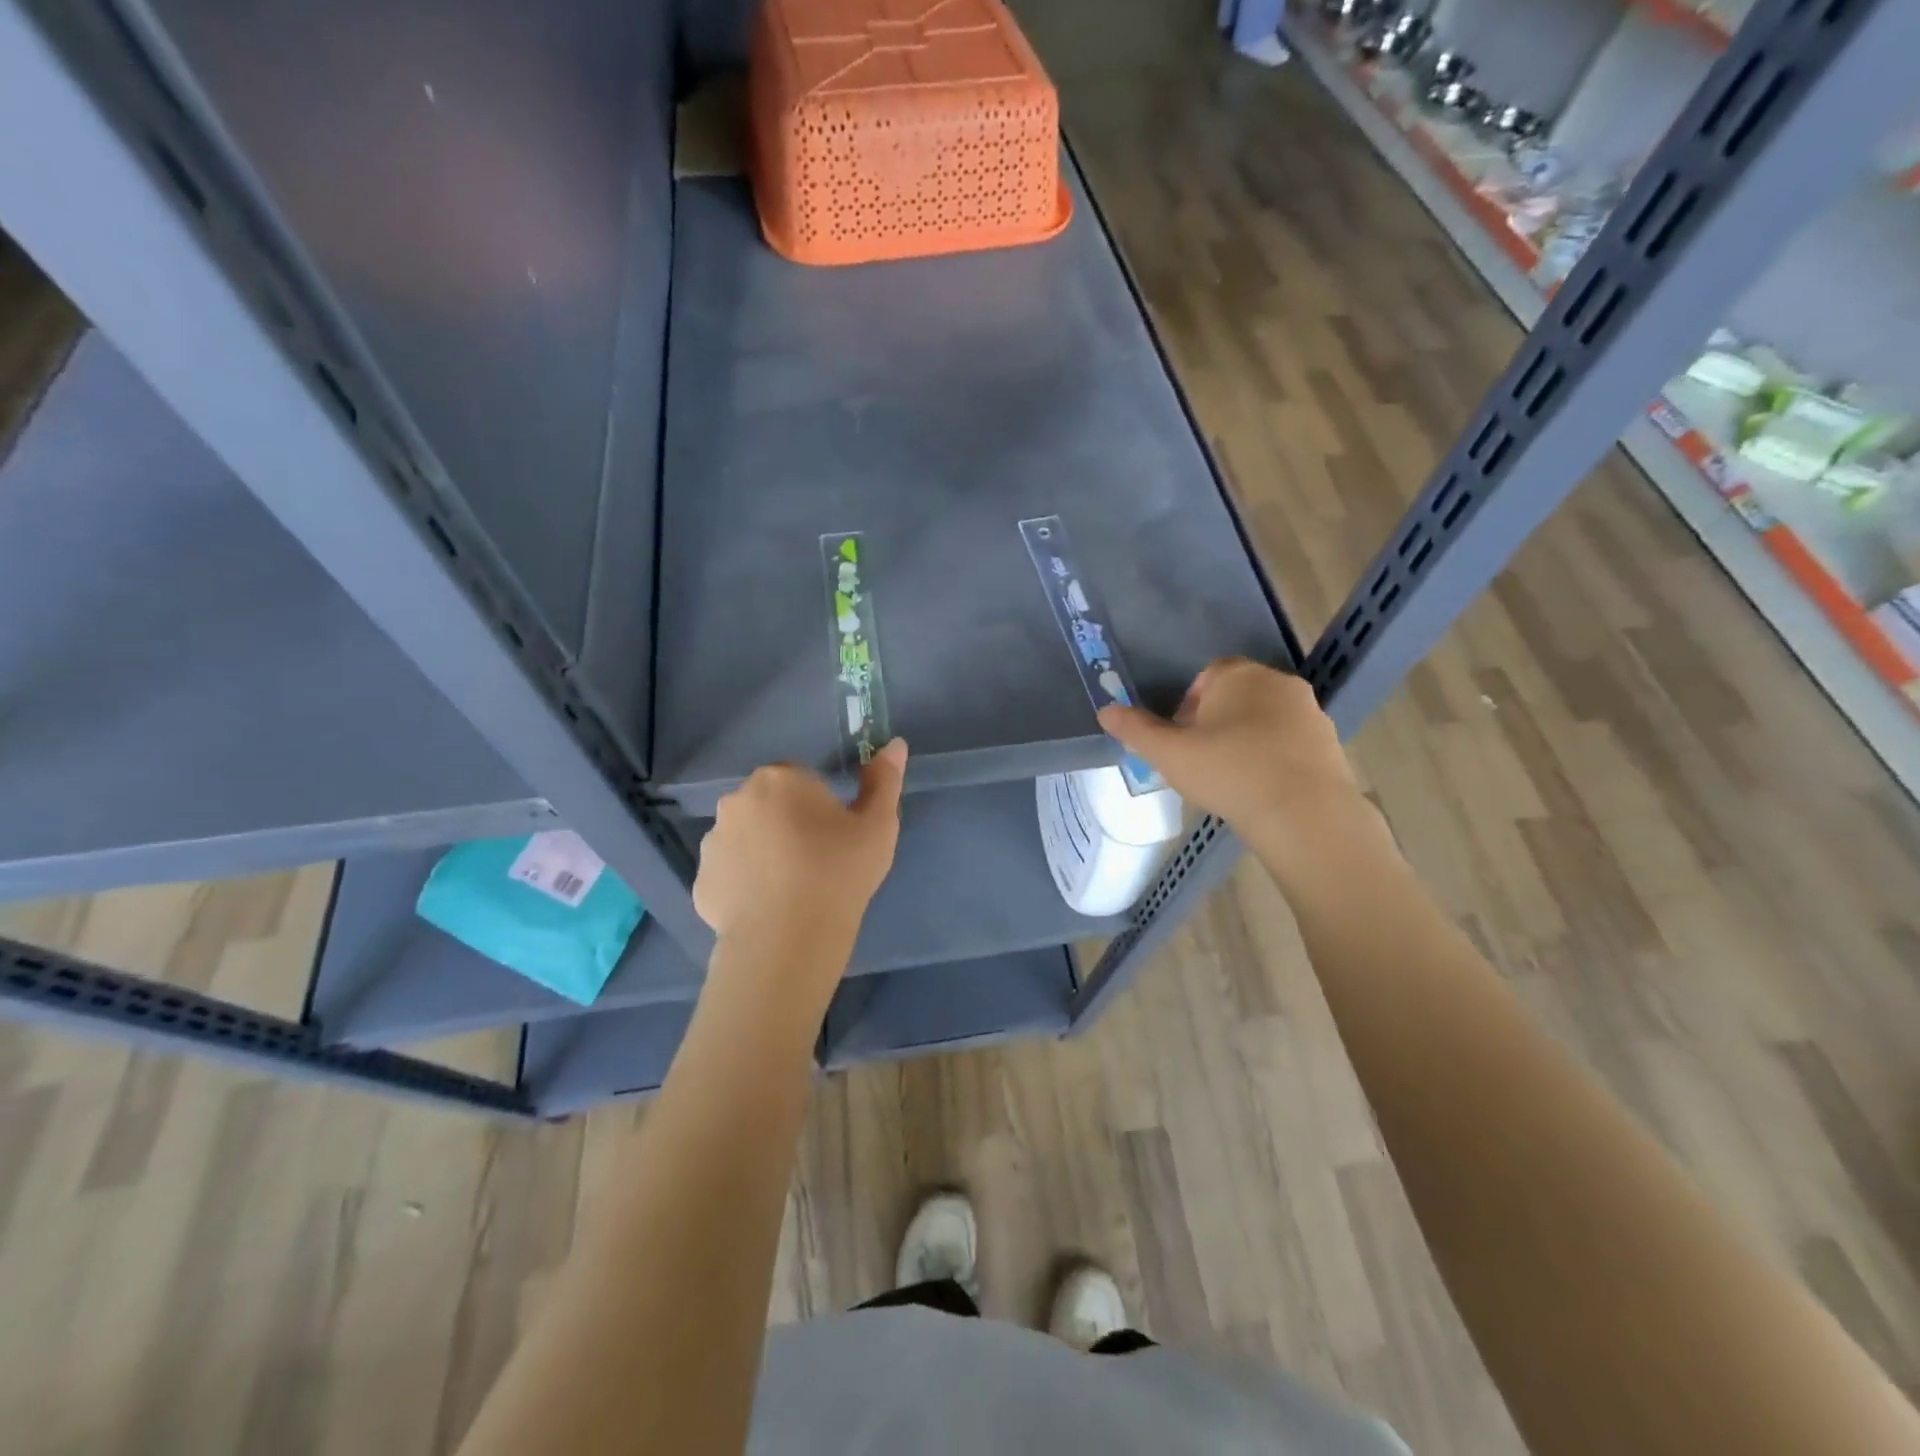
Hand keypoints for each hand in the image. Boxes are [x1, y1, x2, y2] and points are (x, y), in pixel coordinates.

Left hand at [693, 741, 908, 949]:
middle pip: (768, 804)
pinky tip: (768, 907)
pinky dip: (745, 884)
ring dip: (763, 851)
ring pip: (745, 837)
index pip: (799, 779)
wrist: (789, 938)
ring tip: (790, 888)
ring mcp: (713, 841)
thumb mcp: (878, 825)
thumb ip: (885, 780)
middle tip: (815, 860)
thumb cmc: (839, 872)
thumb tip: (895, 745)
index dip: (819, 805)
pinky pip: (729, 873)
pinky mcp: (702, 880)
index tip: (834, 834)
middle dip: (786, 823)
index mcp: (780, 779)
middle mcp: (737, 800)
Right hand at [1099, 660, 1389, 887]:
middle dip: (1217, 720)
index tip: (1181, 737)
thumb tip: (1105, 711)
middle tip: (1200, 758)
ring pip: (1266, 718)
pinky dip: (1274, 756)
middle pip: (1237, 694)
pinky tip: (1261, 788)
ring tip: (1230, 777)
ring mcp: (1309, 711)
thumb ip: (1135, 730)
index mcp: (1237, 675)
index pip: (1208, 676)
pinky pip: (1290, 742)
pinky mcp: (1330, 742)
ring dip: (1246, 738)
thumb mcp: (1169, 754)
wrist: (1304, 812)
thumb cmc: (1228, 772)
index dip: (1189, 704)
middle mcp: (1277, 682)